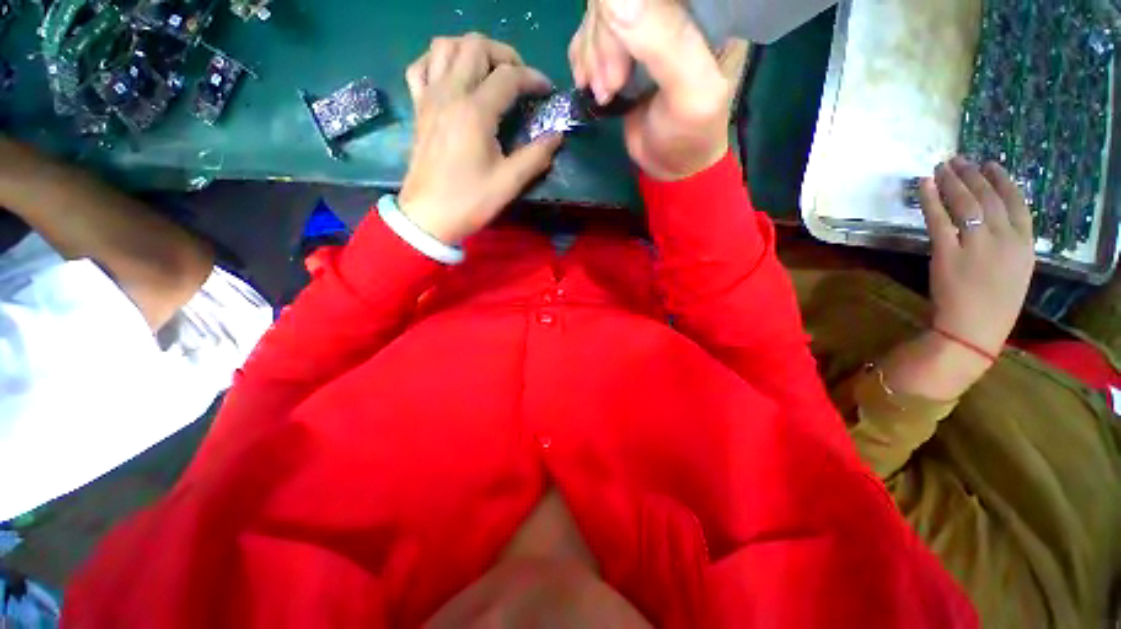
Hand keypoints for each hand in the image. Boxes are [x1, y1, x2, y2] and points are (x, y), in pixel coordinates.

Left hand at [400, 34, 562, 243]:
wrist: (428, 217)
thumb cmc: (469, 201)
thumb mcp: (509, 183)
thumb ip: (536, 156)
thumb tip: (557, 136)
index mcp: (475, 112)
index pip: (508, 76)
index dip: (533, 79)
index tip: (547, 92)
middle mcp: (450, 93)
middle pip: (475, 45)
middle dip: (505, 55)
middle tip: (520, 79)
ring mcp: (429, 98)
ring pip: (445, 46)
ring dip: (471, 50)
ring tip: (488, 72)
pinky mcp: (418, 108)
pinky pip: (421, 67)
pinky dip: (438, 61)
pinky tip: (452, 77)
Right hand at [568, 0, 730, 180]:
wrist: (671, 165)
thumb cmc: (690, 134)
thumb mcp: (690, 92)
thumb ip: (662, 44)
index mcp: (708, 5)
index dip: (631, 12)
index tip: (623, 61)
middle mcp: (677, 6)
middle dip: (606, 41)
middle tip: (612, 87)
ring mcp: (647, 22)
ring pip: (600, 11)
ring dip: (593, 55)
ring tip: (606, 94)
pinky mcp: (622, 45)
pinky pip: (588, 31)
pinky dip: (584, 59)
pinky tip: (592, 85)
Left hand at [920, 157, 1035, 357]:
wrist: (973, 329)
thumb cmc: (994, 304)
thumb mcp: (1016, 269)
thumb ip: (1010, 243)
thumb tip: (995, 218)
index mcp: (1026, 243)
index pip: (1017, 201)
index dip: (1002, 179)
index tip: (990, 164)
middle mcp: (1005, 238)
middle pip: (988, 196)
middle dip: (972, 174)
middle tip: (958, 160)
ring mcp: (976, 244)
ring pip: (964, 203)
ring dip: (951, 181)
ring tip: (942, 166)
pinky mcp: (947, 252)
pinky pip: (938, 219)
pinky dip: (930, 199)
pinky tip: (924, 184)